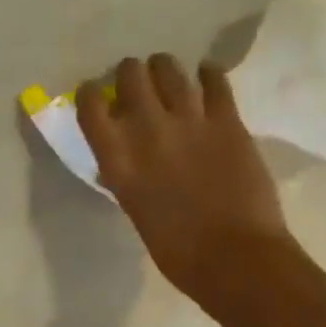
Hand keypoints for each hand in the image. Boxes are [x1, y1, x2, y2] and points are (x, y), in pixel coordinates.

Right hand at [78, 54, 306, 324]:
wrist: (235, 258)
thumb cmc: (178, 252)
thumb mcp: (135, 210)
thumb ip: (127, 178)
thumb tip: (122, 161)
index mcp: (118, 161)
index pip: (91, 107)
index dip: (91, 95)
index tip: (96, 96)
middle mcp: (147, 131)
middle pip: (130, 75)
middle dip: (130, 75)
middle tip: (137, 85)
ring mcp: (190, 121)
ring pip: (169, 68)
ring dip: (164, 69)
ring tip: (168, 76)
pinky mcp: (227, 120)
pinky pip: (215, 80)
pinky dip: (208, 74)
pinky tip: (206, 77)